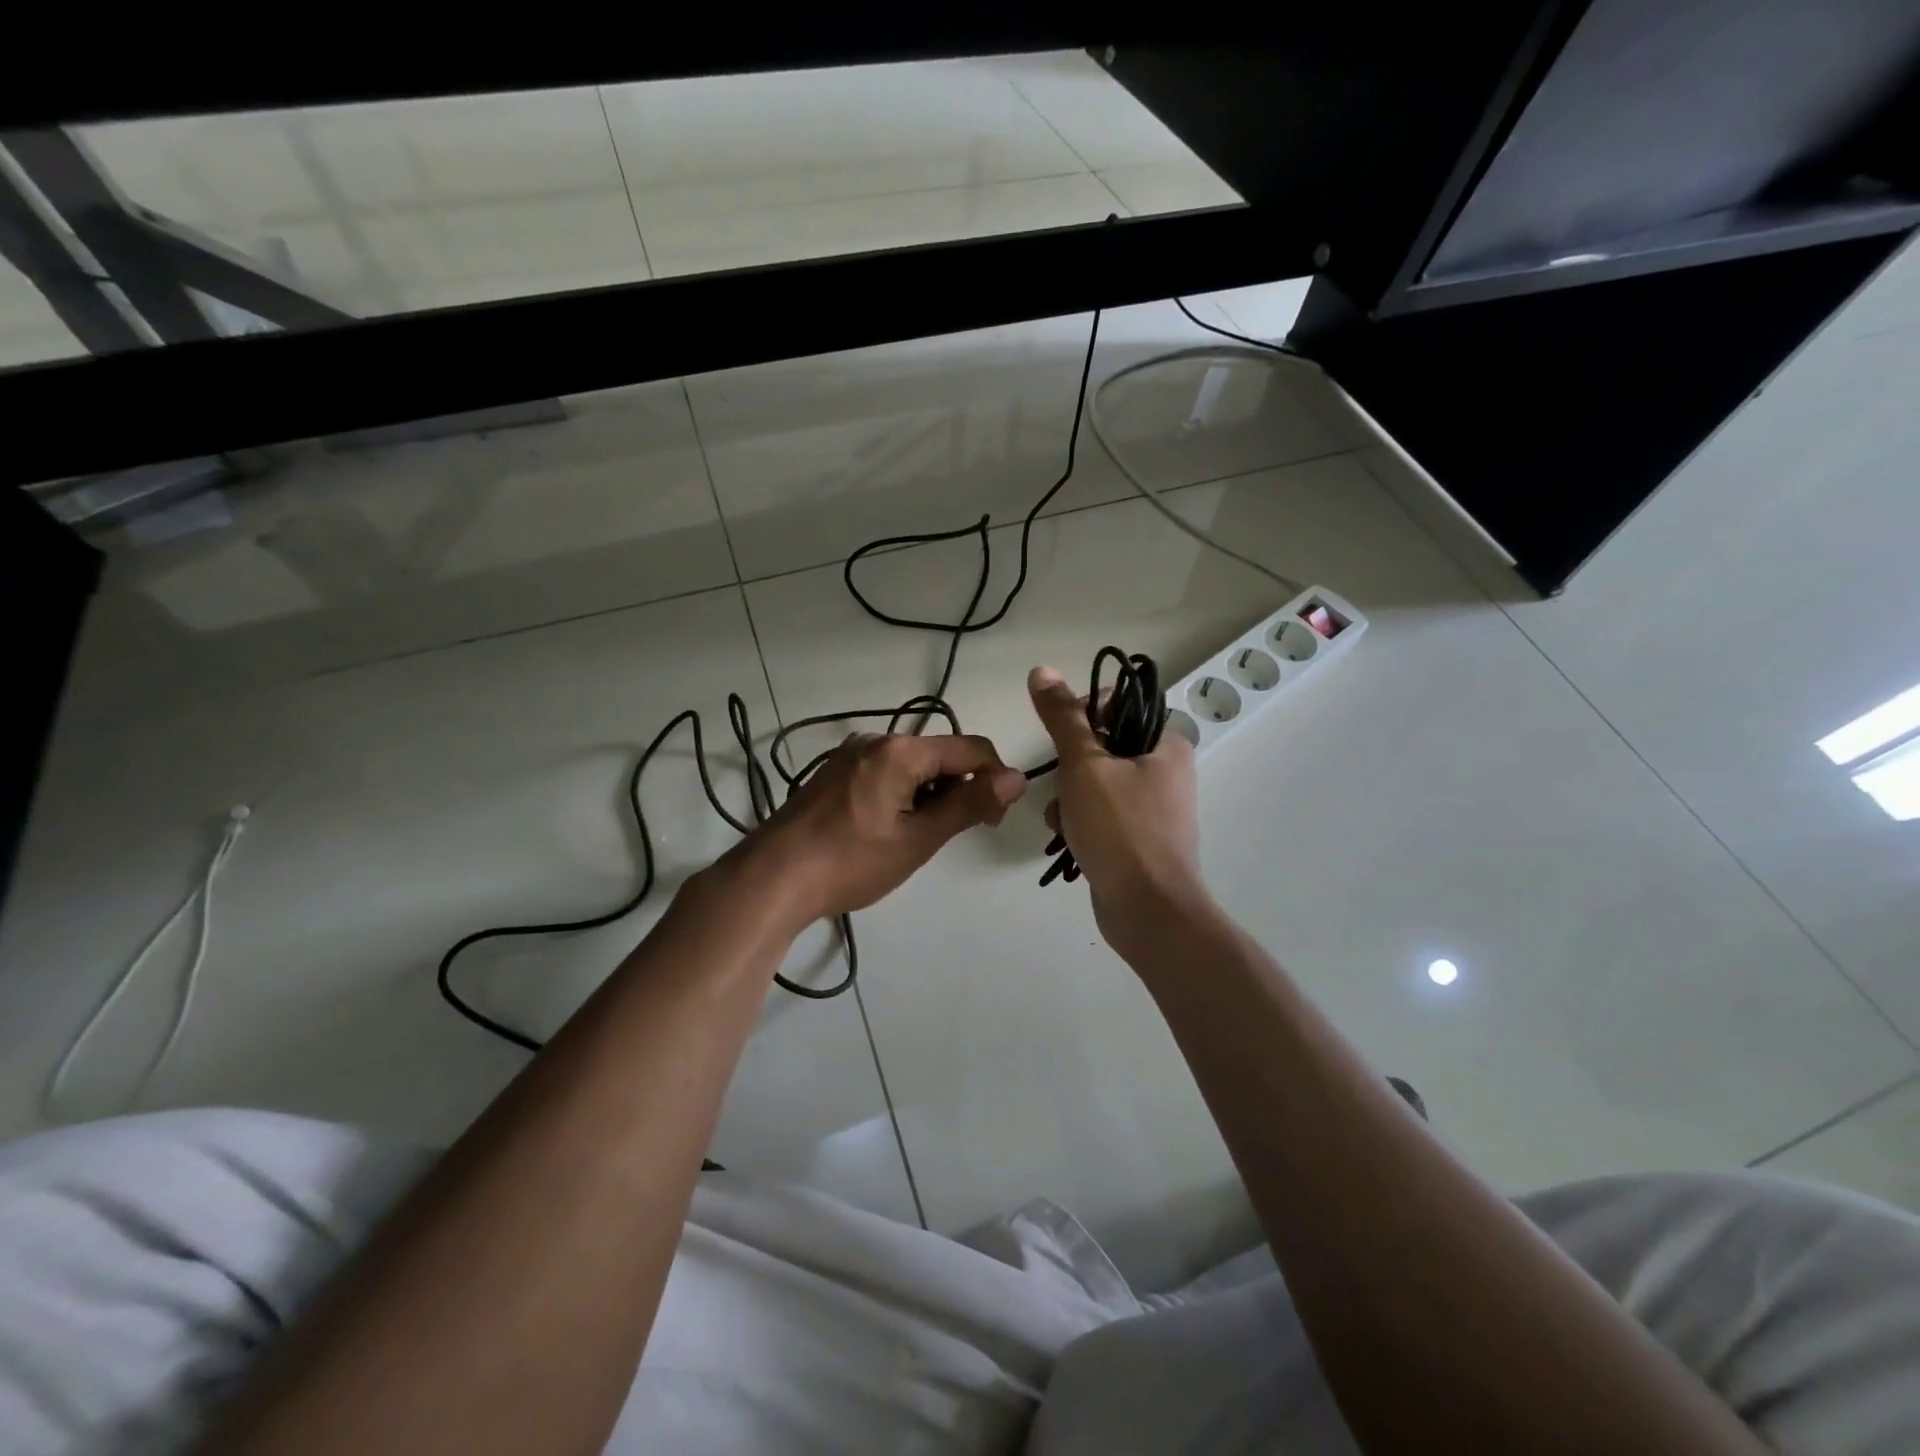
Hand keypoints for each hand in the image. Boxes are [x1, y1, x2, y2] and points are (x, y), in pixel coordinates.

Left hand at [732, 733, 1025, 925]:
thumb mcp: (918, 838)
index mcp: (902, 750)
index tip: (993, 821)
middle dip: (960, 788)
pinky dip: (903, 794)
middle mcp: (877, 739)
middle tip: (957, 834)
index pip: (972, 749)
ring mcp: (851, 754)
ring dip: (931, 794)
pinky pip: (886, 772)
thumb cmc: (852, 861)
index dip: (994, 780)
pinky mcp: (835, 772)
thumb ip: (969, 804)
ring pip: (913, 765)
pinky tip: (890, 829)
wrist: (772, 878)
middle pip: (941, 754)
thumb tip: (1016, 777)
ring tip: (919, 837)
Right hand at [1028, 665, 1206, 951]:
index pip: (1117, 706)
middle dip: (1070, 767)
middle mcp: (1166, 770)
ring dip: (1069, 797)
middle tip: (1064, 786)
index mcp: (1166, 744)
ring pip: (1095, 782)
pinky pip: (1100, 814)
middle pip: (1101, 746)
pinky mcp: (1138, 838)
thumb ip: (1063, 718)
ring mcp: (1153, 807)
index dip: (1081, 715)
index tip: (1061, 739)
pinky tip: (1068, 838)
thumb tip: (1042, 670)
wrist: (1148, 911)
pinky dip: (1080, 821)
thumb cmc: (1120, 829)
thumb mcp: (1085, 765)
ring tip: (1064, 819)